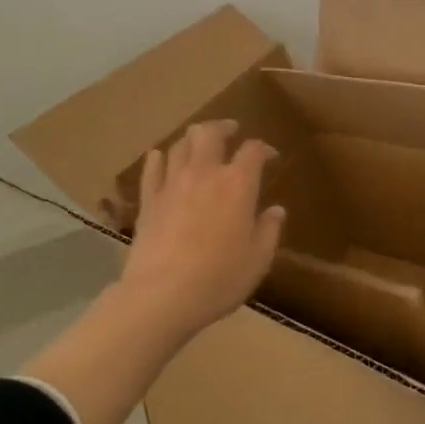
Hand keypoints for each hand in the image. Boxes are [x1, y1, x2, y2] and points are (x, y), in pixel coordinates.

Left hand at [116, 119, 285, 341]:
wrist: (161, 296)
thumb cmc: (218, 279)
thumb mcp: (258, 260)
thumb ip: (269, 230)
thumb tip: (276, 210)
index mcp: (238, 184)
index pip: (253, 150)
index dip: (264, 149)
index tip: (271, 157)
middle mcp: (205, 173)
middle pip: (210, 133)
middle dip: (222, 127)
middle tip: (231, 130)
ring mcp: (172, 184)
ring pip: (180, 145)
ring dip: (192, 139)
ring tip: (199, 144)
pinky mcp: (148, 200)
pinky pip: (152, 168)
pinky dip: (159, 158)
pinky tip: (161, 157)